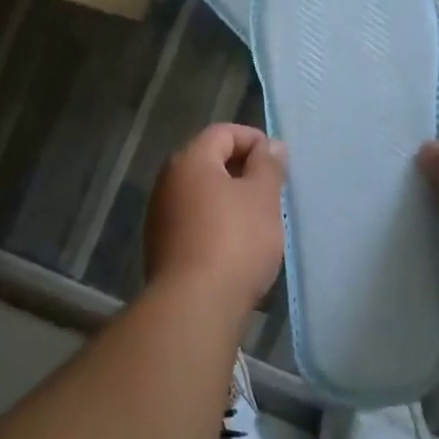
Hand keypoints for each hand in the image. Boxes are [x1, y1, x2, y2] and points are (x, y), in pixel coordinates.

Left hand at [144, 124, 286, 312]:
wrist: (194, 305)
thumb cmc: (235, 241)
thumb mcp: (263, 197)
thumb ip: (268, 165)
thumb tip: (270, 145)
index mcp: (190, 161)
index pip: (223, 132)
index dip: (253, 139)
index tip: (278, 161)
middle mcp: (167, 182)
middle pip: (208, 162)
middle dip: (242, 170)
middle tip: (272, 190)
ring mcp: (160, 216)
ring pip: (201, 195)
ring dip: (229, 200)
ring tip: (259, 220)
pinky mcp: (161, 248)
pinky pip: (193, 222)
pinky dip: (215, 224)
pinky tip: (236, 247)